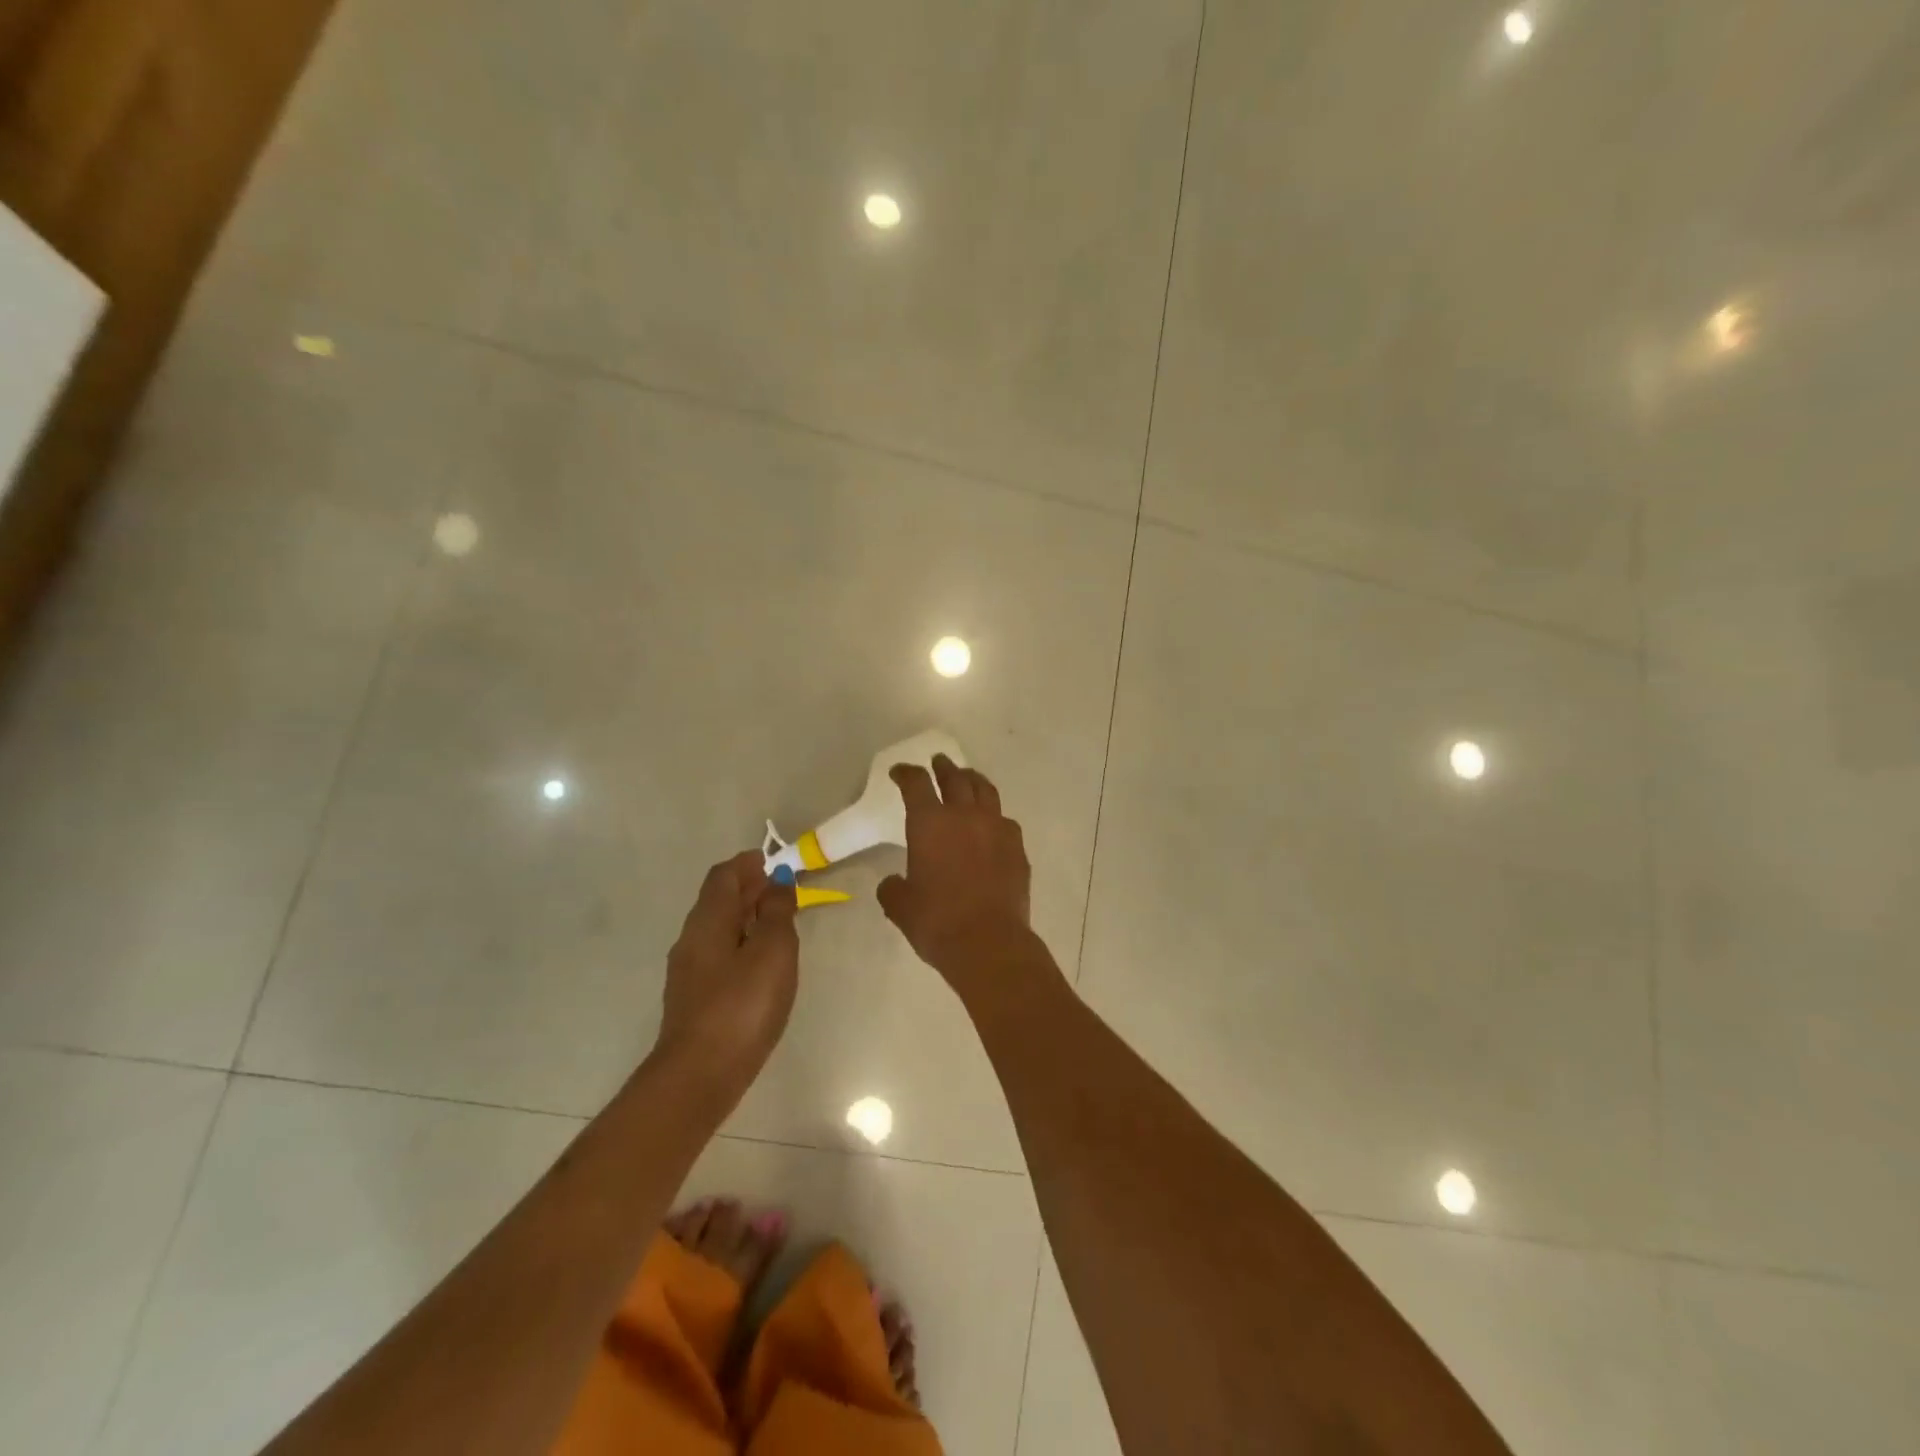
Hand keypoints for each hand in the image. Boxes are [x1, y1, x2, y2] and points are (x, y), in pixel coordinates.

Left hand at [653, 851, 798, 1098]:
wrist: (699, 1076)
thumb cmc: (742, 1005)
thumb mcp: (772, 951)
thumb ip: (777, 912)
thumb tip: (777, 880)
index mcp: (708, 920)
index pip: (724, 875)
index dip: (749, 864)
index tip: (775, 863)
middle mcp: (691, 938)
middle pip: (718, 900)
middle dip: (748, 889)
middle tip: (783, 891)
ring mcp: (688, 971)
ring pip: (718, 928)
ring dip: (745, 918)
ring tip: (778, 925)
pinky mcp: (694, 999)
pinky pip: (718, 954)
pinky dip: (740, 944)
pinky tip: (760, 964)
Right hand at [878, 755, 1041, 1004]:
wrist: (989, 942)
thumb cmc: (937, 922)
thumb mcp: (901, 906)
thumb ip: (893, 888)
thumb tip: (893, 882)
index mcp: (930, 823)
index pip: (916, 783)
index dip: (906, 773)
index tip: (899, 772)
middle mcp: (964, 816)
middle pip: (955, 778)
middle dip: (944, 767)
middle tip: (938, 762)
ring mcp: (996, 828)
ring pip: (985, 791)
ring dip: (973, 780)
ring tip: (968, 778)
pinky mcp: (1017, 847)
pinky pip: (1005, 820)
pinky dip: (994, 816)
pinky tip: (992, 824)